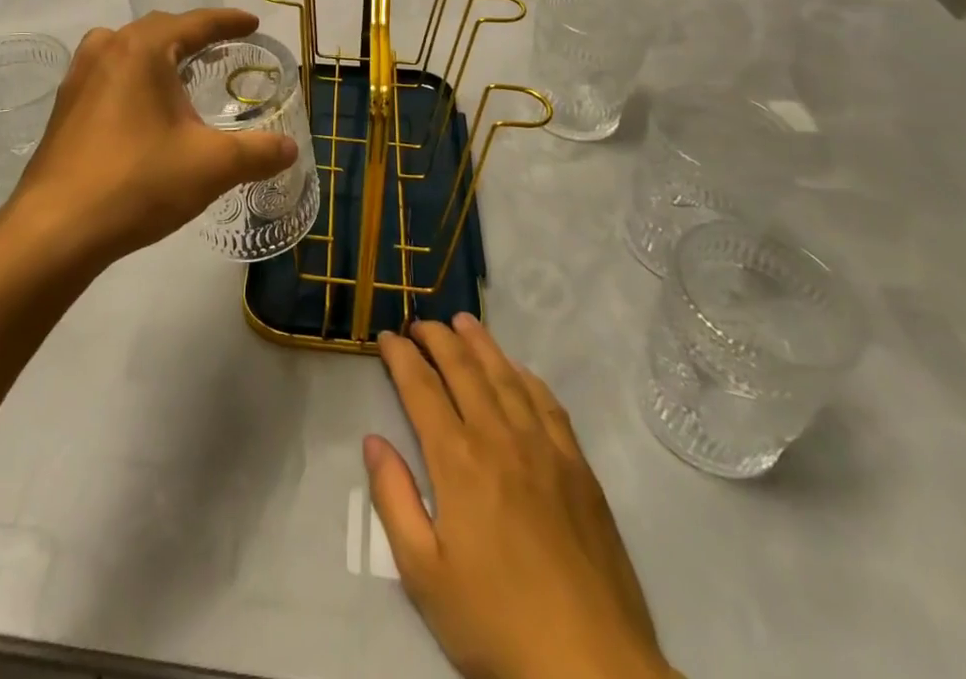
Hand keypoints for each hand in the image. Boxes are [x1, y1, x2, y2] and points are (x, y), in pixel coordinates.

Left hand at [7, 8, 297, 264]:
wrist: (55, 230)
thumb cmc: (138, 182)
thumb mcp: (211, 166)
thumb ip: (258, 152)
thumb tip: (290, 149)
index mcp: (143, 50)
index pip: (195, 23)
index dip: (228, 22)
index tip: (252, 23)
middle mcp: (107, 51)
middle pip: (158, 29)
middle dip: (192, 34)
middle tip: (221, 46)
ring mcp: (78, 79)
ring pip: (124, 48)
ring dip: (156, 52)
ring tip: (179, 70)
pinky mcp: (64, 109)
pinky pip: (106, 74)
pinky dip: (132, 76)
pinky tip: (141, 108)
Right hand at [366, 316, 672, 678]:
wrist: (593, 669)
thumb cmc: (496, 625)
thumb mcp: (424, 575)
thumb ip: (394, 499)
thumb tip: (372, 440)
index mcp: (457, 460)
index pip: (421, 388)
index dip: (400, 356)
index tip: (386, 336)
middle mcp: (499, 437)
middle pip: (462, 368)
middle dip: (436, 338)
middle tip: (418, 321)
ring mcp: (544, 448)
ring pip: (505, 375)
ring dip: (480, 343)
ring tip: (462, 321)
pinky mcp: (578, 466)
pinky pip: (547, 403)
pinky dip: (526, 376)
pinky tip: (517, 369)